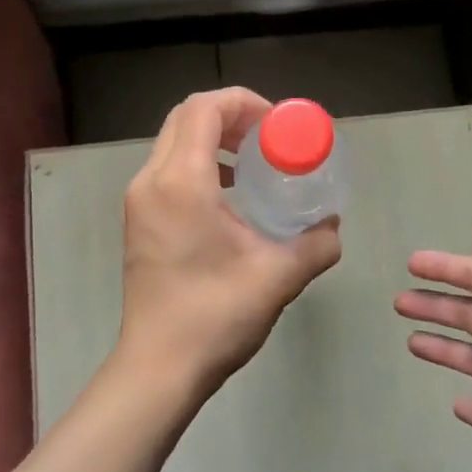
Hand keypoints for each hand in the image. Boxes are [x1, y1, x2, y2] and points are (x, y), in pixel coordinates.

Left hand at [117, 88, 341, 405]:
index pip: (204, 109)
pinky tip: (231, 193)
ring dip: (214, 137)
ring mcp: (139, 200)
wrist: (157, 369)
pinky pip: (168, 167)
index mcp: (181, 182)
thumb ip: (316, 244)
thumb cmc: (215, 316)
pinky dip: (199, 161)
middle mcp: (152, 180)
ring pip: (174, 141)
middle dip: (231, 115)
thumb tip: (333, 225)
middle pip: (186, 117)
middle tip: (269, 137)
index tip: (278, 125)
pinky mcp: (138, 219)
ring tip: (254, 160)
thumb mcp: (279, 276)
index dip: (244, 102)